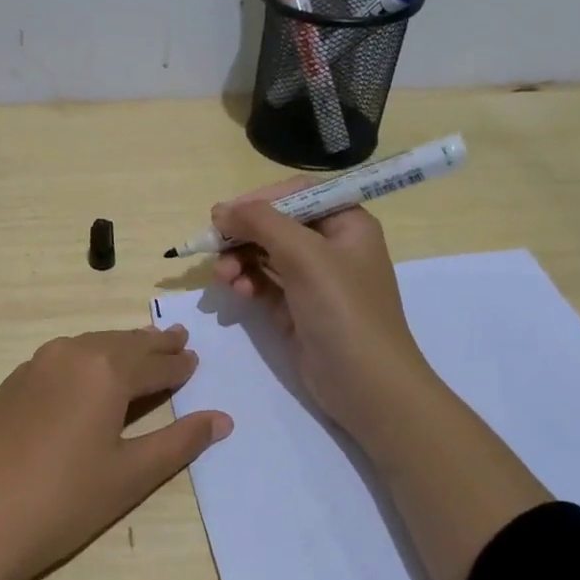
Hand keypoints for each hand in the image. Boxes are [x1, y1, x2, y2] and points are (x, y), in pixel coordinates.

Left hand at [0, 325, 231, 579]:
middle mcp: (70, 354)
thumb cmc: (63, 501)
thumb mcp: (131, 474)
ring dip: (118, 348)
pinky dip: (86, 360)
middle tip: (177, 338)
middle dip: (151, 344)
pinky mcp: (12, 384)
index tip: (194, 360)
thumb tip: (222, 419)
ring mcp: (35, 366)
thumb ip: (179, 442)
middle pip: (121, 344)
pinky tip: (88, 374)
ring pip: (88, 346)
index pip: (154, 363)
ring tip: (139, 350)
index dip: (178, 365)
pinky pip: (61, 359)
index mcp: (105, 370)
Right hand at [211, 183, 426, 442]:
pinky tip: (237, 291)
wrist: (366, 385)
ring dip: (239, 260)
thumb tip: (221, 210)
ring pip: (265, 255)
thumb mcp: (305, 255)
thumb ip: (262, 223)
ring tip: (224, 276)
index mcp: (347, 224)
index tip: (225, 213)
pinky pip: (264, 283)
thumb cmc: (343, 310)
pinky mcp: (297, 308)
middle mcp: (331, 246)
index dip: (260, 200)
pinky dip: (247, 282)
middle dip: (244, 235)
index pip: (298, 195)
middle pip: (276, 225)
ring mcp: (313, 279)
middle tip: (213, 245)